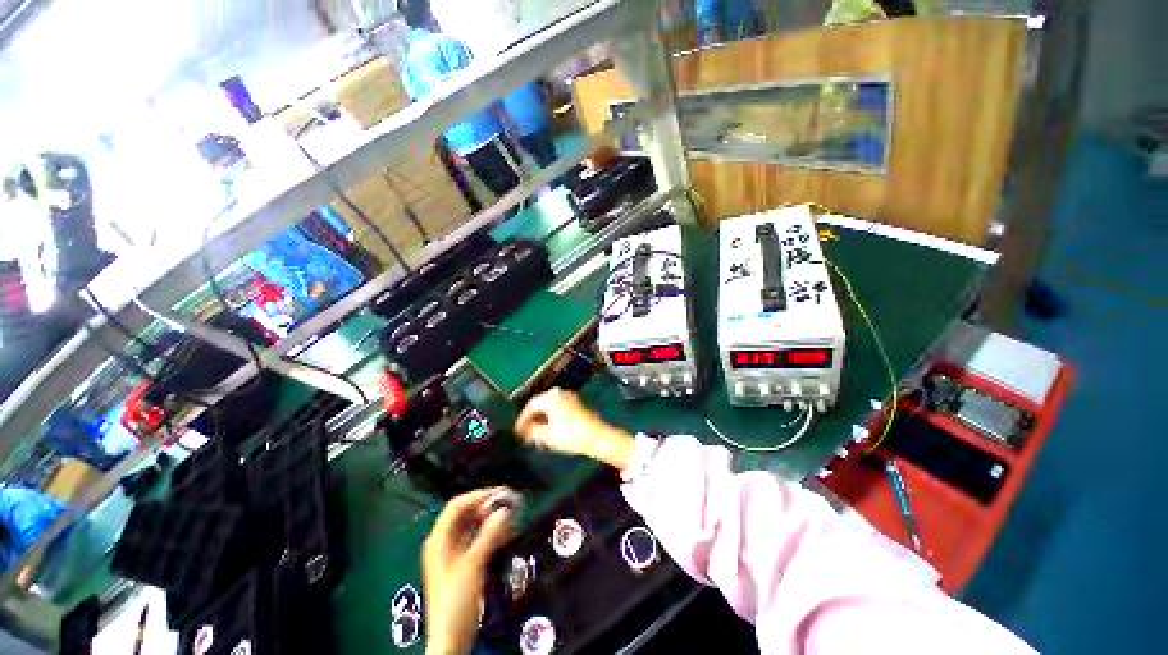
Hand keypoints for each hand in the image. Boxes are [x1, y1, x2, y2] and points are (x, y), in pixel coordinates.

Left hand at [423, 487, 516, 654]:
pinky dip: (491, 534)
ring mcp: (453, 553)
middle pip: (465, 515)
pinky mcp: (463, 563)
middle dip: (488, 507)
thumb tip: (505, 509)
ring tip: (512, 515)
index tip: (502, 493)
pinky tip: (507, 532)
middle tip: (510, 502)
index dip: (479, 496)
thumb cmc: (457, 599)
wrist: (451, 638)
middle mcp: (444, 542)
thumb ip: (489, 535)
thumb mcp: (474, 565)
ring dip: (491, 520)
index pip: (457, 506)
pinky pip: (477, 540)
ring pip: (473, 527)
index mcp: (439, 539)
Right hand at [515, 388, 634, 471]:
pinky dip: (550, 418)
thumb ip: (531, 431)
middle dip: (531, 420)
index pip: (530, 406)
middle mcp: (559, 393)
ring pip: (548, 407)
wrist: (598, 437)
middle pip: (539, 405)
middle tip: (524, 434)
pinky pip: (557, 408)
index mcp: (551, 397)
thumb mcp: (547, 435)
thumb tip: (522, 431)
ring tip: (535, 435)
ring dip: (540, 420)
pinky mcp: (575, 404)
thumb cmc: (571, 435)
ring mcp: (568, 397)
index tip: (516, 432)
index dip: (521, 420)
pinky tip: (548, 431)